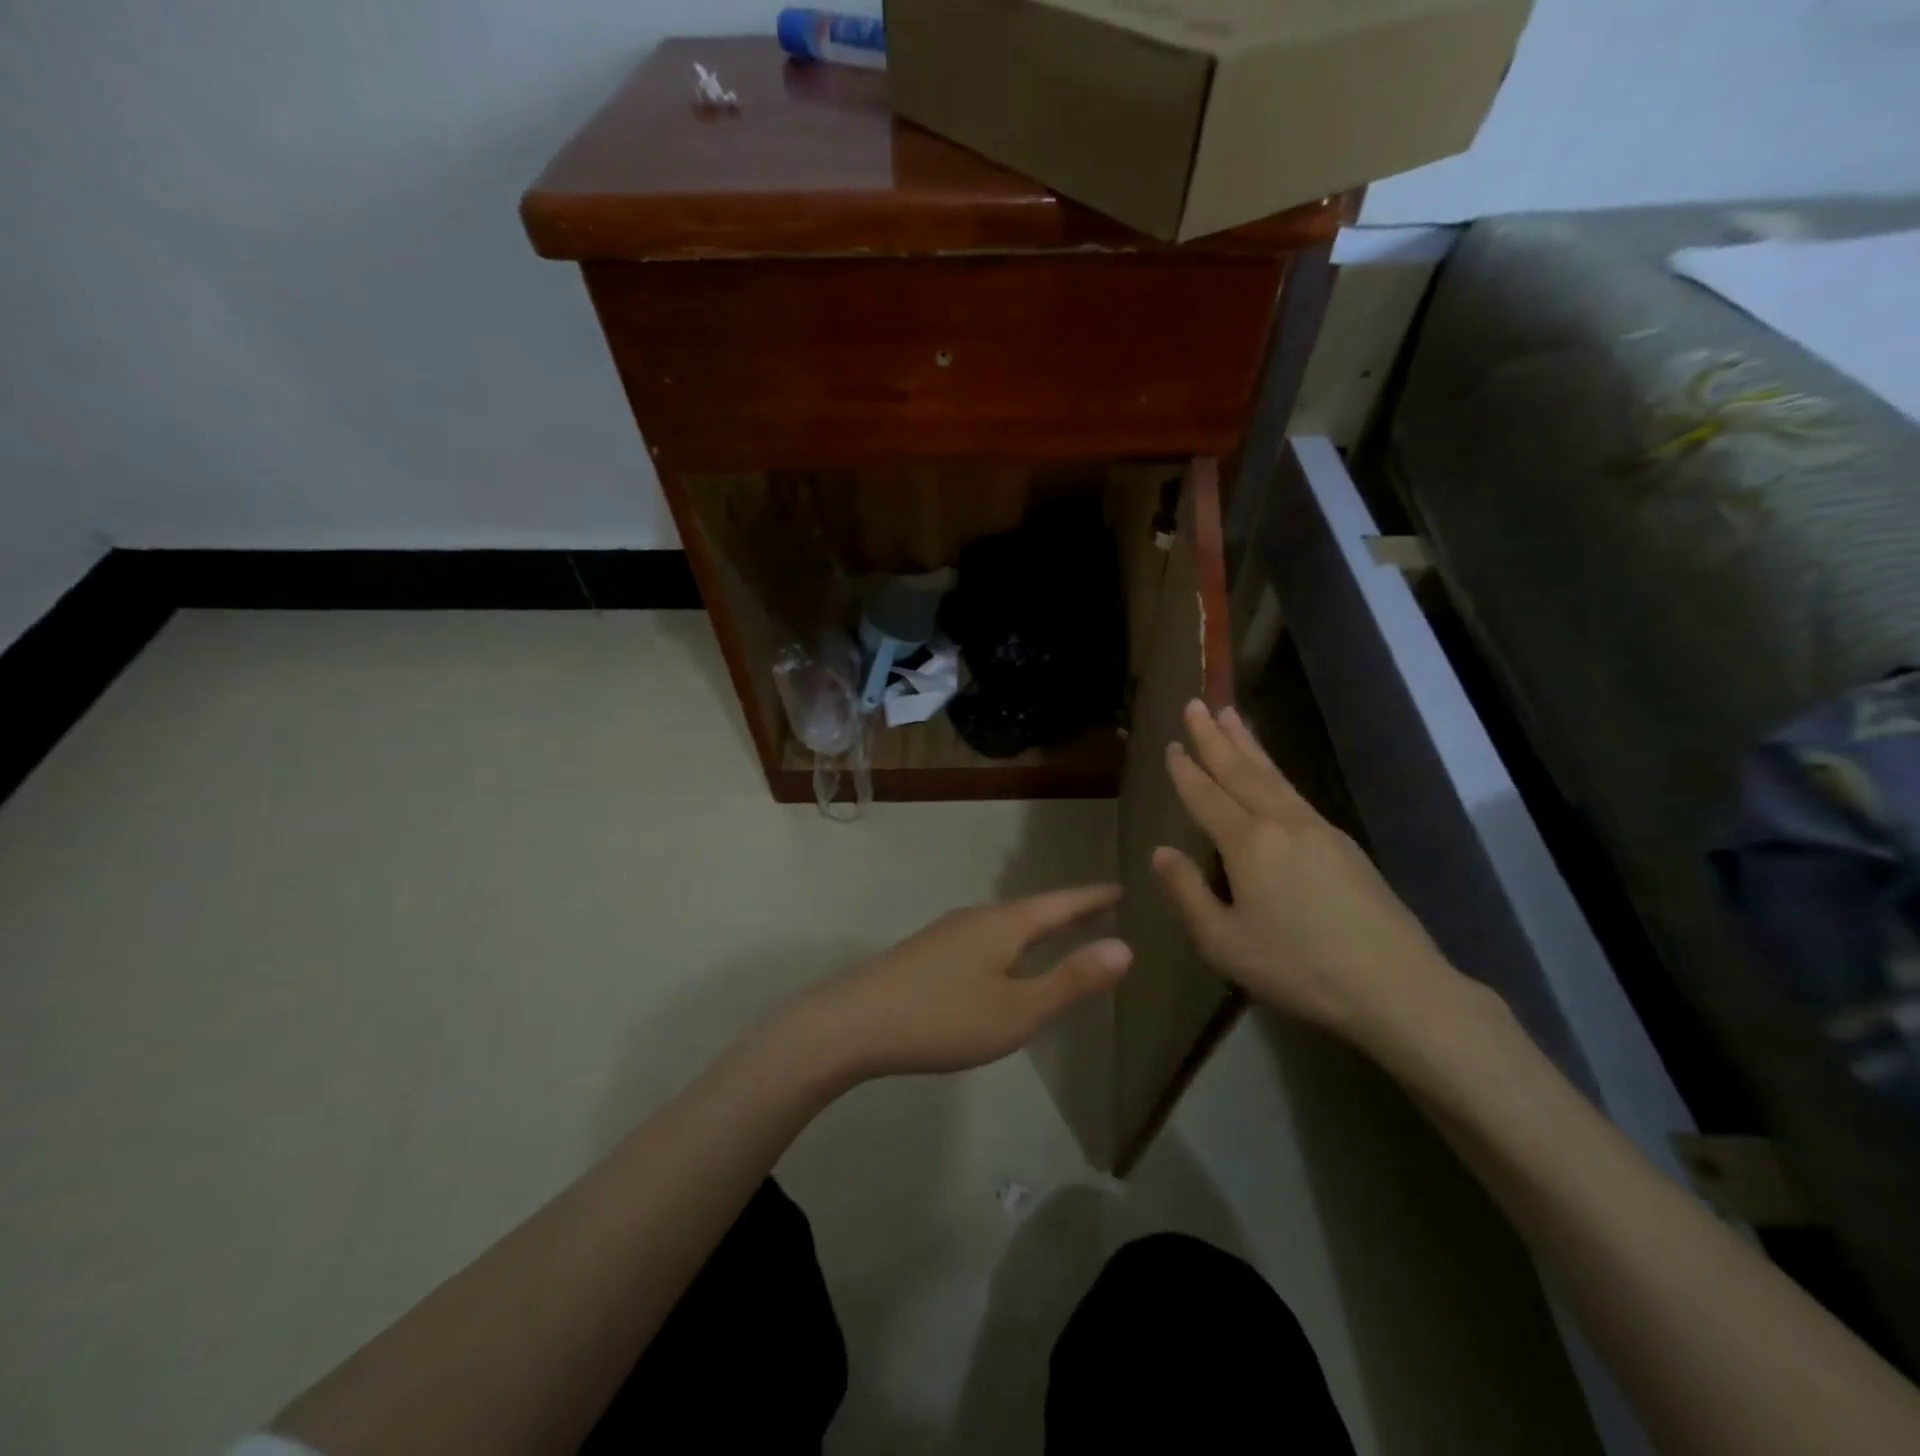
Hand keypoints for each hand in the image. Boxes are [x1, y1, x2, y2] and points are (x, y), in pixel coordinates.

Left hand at [781, 886, 1131, 1082]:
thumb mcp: (1018, 1010)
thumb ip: (1070, 980)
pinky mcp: (929, 952)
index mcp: (1005, 924)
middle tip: (1101, 908)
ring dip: (1038, 927)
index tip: (1122, 888)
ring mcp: (948, 932)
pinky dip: (1012, 943)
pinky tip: (1004, 963)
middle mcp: (978, 918)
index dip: (1093, 898)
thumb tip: (1125, 948)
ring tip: (1060, 933)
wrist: (854, 1023)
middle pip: (1033, 910)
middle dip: (1068, 911)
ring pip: (1006, 924)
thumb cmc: (944, 1018)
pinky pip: (986, 939)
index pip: (1061, 903)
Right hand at [1152, 700, 1469, 1055]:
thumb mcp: (1224, 943)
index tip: (1170, 745)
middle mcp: (1281, 822)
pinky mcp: (1342, 843)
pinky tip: (1270, 772)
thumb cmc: (1299, 968)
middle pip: (1240, 770)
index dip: (1185, 770)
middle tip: (1196, 703)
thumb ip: (1187, 893)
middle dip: (1214, 736)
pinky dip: (1273, 769)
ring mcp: (1317, 828)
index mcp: (1248, 843)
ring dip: (1247, 743)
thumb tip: (1161, 853)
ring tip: (1230, 714)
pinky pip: (1294, 790)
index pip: (1207, 796)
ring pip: (1272, 774)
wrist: (1396, 985)